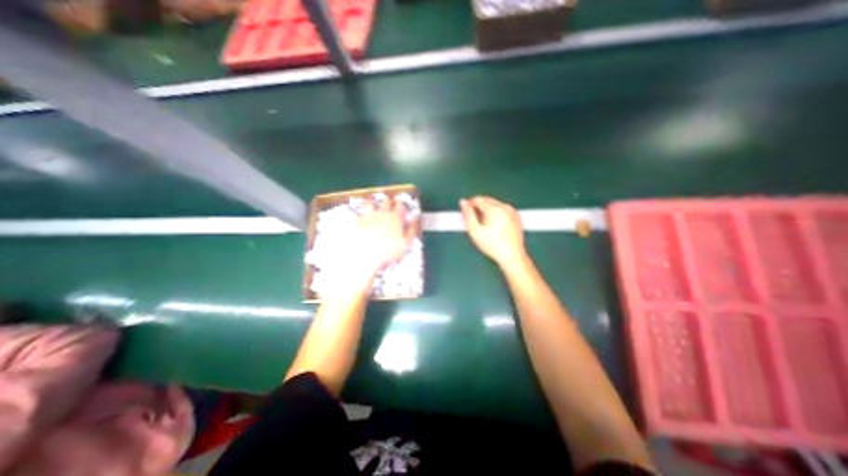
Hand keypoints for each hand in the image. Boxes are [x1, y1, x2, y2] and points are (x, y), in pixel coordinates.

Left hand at [352, 199, 415, 277]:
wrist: (365, 255)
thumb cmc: (389, 251)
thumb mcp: (406, 243)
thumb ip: (411, 230)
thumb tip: (415, 219)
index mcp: (396, 218)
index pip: (401, 206)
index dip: (402, 205)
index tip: (402, 206)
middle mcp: (382, 213)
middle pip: (386, 202)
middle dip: (389, 201)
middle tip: (390, 203)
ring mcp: (368, 216)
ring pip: (371, 203)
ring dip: (373, 202)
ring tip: (372, 202)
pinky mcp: (356, 221)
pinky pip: (357, 212)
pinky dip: (358, 211)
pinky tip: (354, 212)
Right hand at [461, 197, 526, 268]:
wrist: (512, 256)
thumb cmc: (492, 245)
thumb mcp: (475, 231)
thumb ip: (467, 215)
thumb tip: (463, 202)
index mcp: (494, 209)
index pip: (478, 199)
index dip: (469, 204)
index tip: (465, 212)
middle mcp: (504, 207)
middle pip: (487, 200)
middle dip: (478, 206)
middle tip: (473, 219)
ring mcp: (512, 211)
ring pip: (495, 204)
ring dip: (487, 210)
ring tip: (483, 225)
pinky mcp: (516, 217)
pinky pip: (503, 210)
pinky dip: (496, 214)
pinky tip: (494, 226)